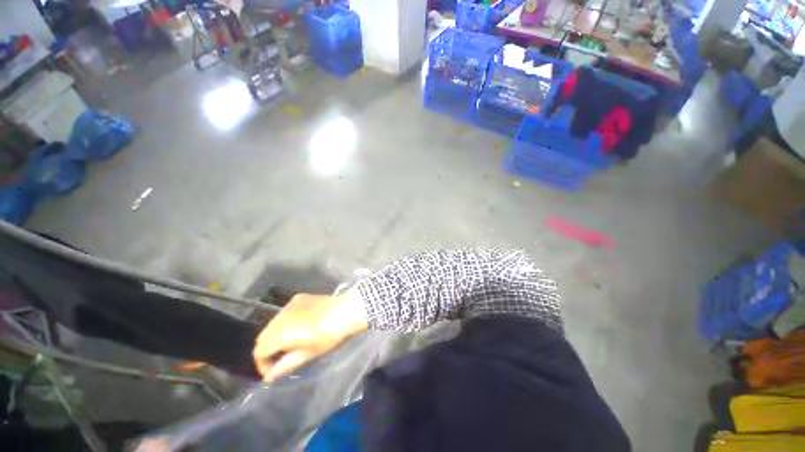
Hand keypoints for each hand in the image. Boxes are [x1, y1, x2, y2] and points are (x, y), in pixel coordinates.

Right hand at [253, 290, 367, 380]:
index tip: (275, 372)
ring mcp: (289, 304)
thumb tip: (269, 377)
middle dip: (269, 350)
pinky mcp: (299, 298)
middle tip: (284, 359)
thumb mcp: (309, 354)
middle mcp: (280, 316)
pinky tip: (301, 326)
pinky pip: (285, 313)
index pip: (259, 351)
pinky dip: (286, 323)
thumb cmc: (330, 335)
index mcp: (281, 332)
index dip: (263, 365)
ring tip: (293, 343)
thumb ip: (286, 366)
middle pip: (263, 337)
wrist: (348, 310)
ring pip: (273, 324)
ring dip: (276, 336)